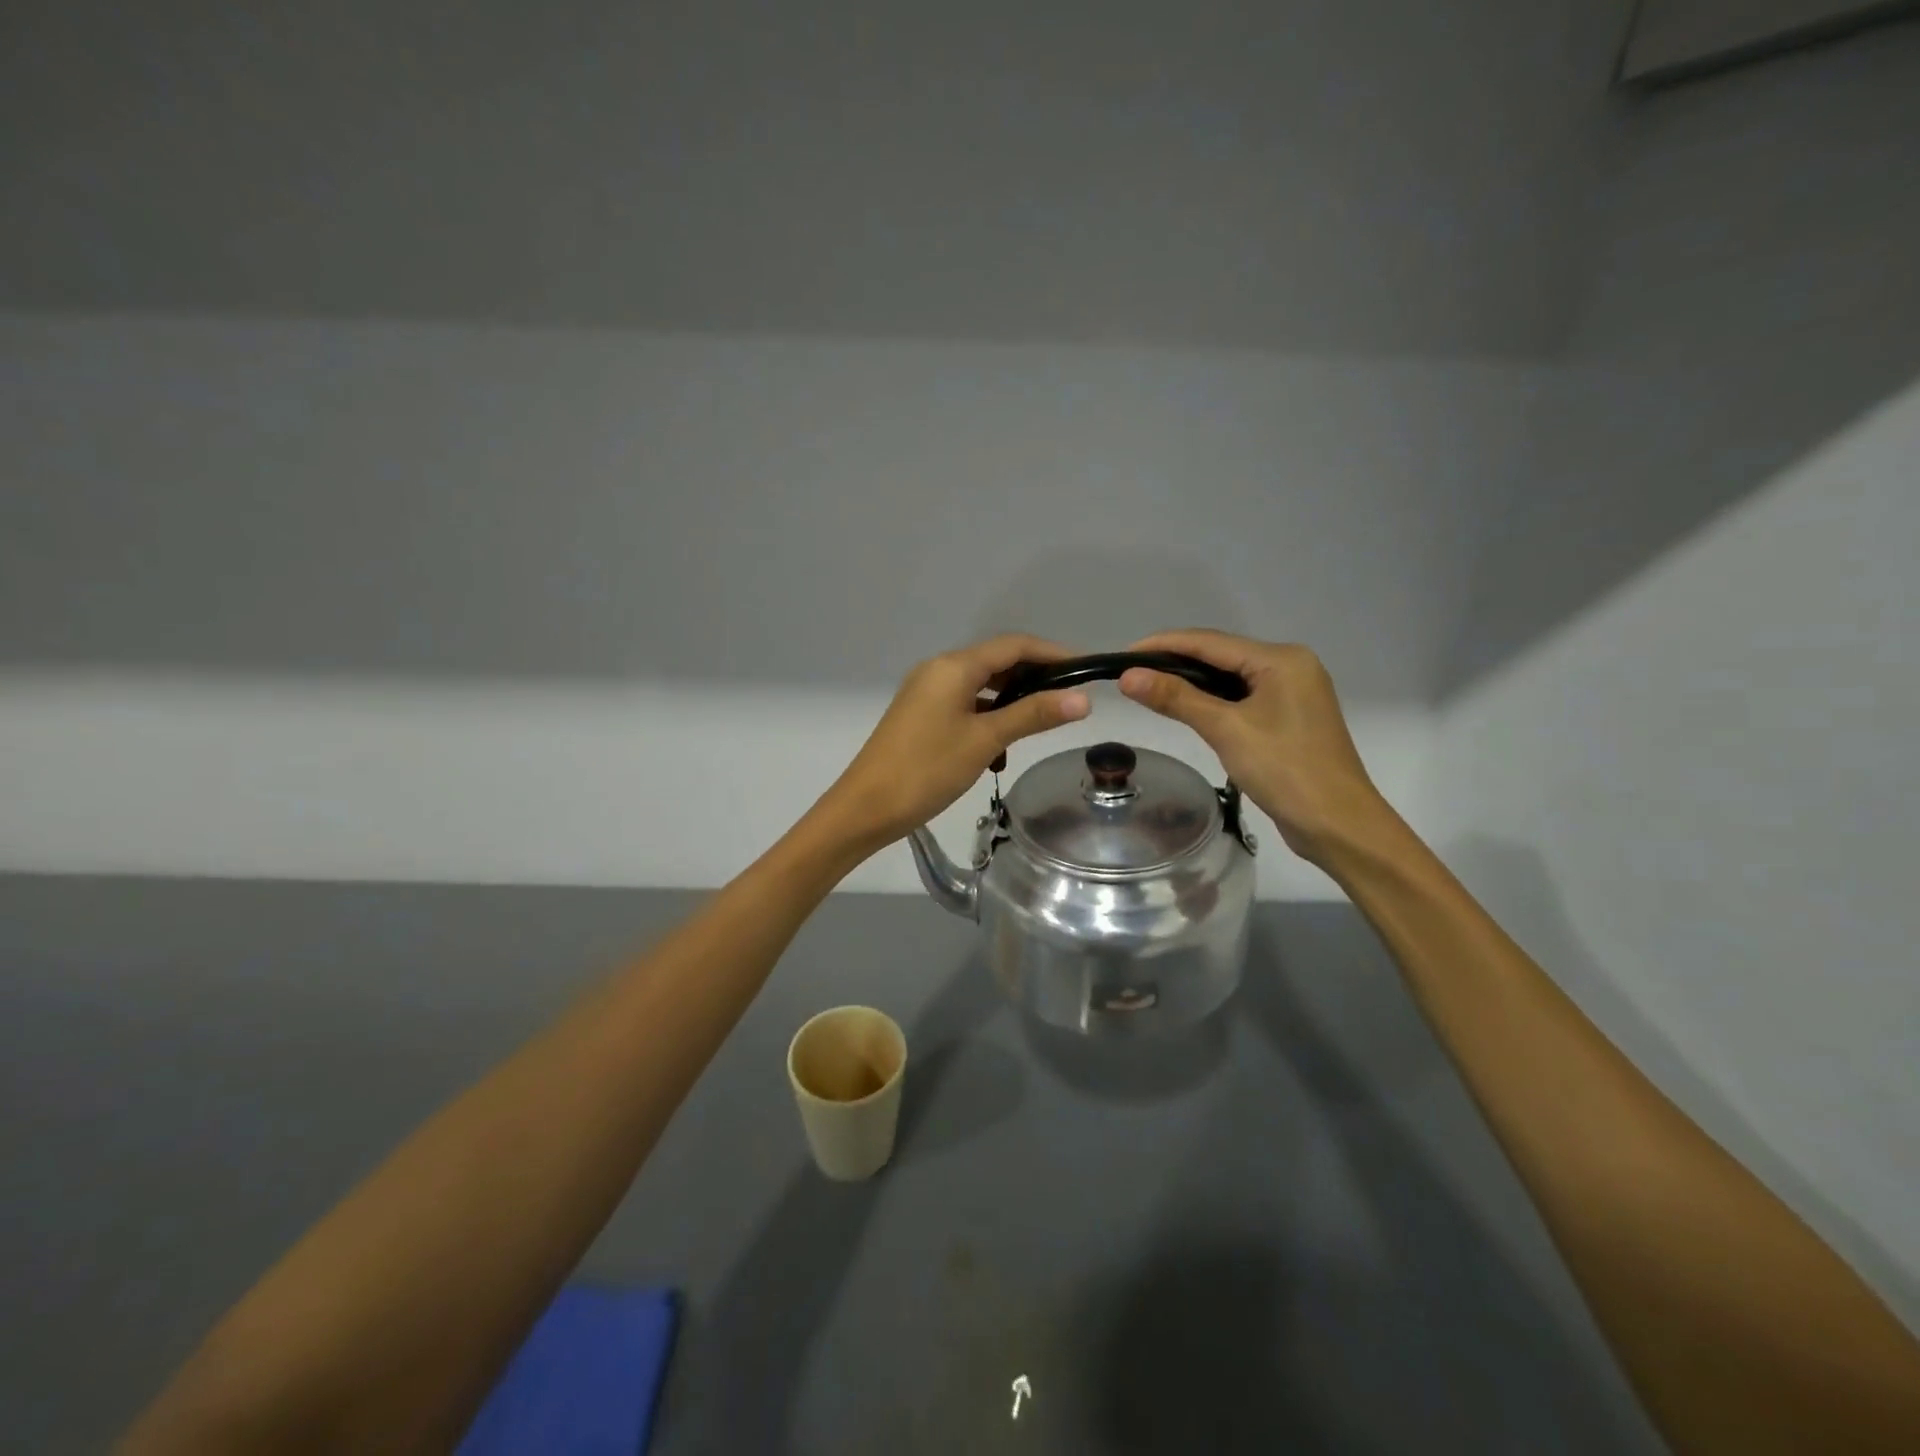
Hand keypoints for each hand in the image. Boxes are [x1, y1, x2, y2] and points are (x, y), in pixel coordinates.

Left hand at [819, 635, 1091, 851]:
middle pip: (997, 661)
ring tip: (1039, 725)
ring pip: (981, 686)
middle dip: (1034, 678)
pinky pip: (964, 704)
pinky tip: (1000, 747)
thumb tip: (1082, 700)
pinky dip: (987, 717)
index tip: (1086, 671)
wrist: (865, 807)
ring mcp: (926, 692)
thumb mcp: (985, 741)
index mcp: (953, 666)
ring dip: (1011, 701)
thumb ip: (1033, 715)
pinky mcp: (920, 715)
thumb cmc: (927, 770)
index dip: (1053, 654)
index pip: (1014, 645)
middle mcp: (938, 669)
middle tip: (1068, 701)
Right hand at [1118, 630, 1390, 865]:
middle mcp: (1290, 666)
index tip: (1122, 655)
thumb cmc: (1285, 770)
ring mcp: (1292, 693)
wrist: (1338, 824)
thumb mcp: (1226, 730)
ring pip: (1230, 677)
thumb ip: (1177, 698)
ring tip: (1149, 689)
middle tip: (1130, 675)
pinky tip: (1187, 709)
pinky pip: (1241, 698)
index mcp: (1281, 659)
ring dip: (1191, 682)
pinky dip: (1212, 701)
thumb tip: (1128, 676)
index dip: (1163, 645)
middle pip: (1220, 655)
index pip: (1210, 642)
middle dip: (1174, 662)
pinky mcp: (1289, 718)